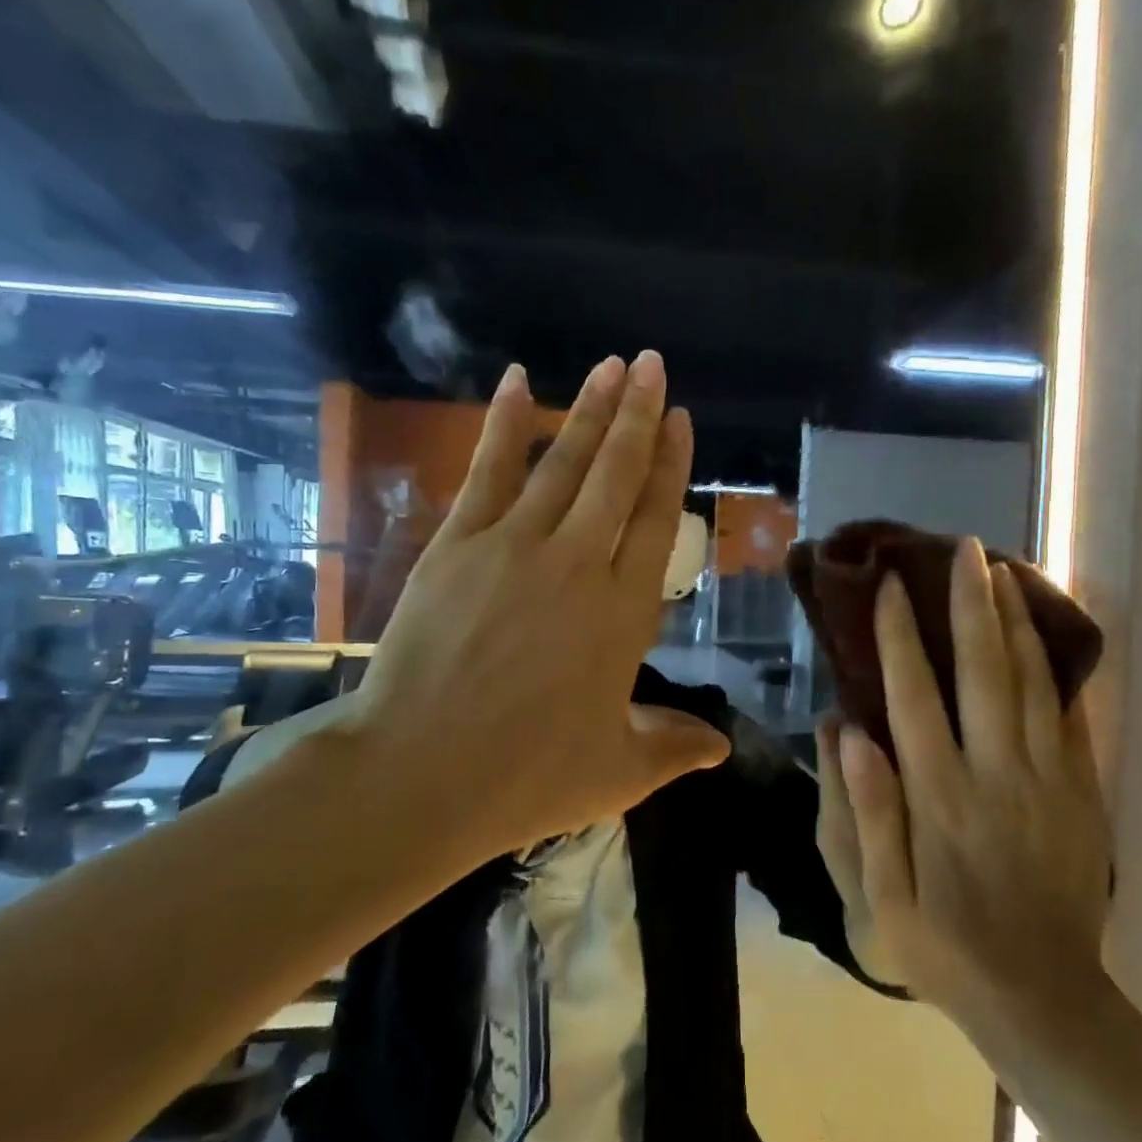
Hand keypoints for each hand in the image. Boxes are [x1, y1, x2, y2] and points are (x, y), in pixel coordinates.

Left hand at [338, 353, 729, 870]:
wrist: (419, 775)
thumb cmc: (528, 777)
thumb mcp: (619, 771)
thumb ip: (674, 747)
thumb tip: (721, 747)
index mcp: (624, 613)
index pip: (657, 519)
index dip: (672, 465)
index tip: (682, 420)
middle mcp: (578, 564)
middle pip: (616, 475)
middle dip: (639, 414)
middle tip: (653, 364)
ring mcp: (513, 547)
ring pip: (562, 463)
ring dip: (589, 410)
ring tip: (612, 366)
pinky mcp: (457, 545)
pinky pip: (488, 471)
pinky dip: (506, 425)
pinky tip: (519, 382)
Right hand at [832, 538, 1111, 1033]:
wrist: (1045, 999)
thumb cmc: (945, 947)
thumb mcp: (881, 898)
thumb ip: (866, 813)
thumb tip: (844, 732)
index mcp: (938, 797)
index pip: (913, 696)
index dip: (899, 636)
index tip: (891, 586)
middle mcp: (994, 774)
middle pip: (982, 672)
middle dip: (969, 605)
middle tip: (964, 550)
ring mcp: (1046, 780)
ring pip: (1030, 683)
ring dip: (1014, 622)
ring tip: (1002, 571)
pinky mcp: (1080, 793)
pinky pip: (1068, 717)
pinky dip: (1055, 668)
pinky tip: (1045, 634)